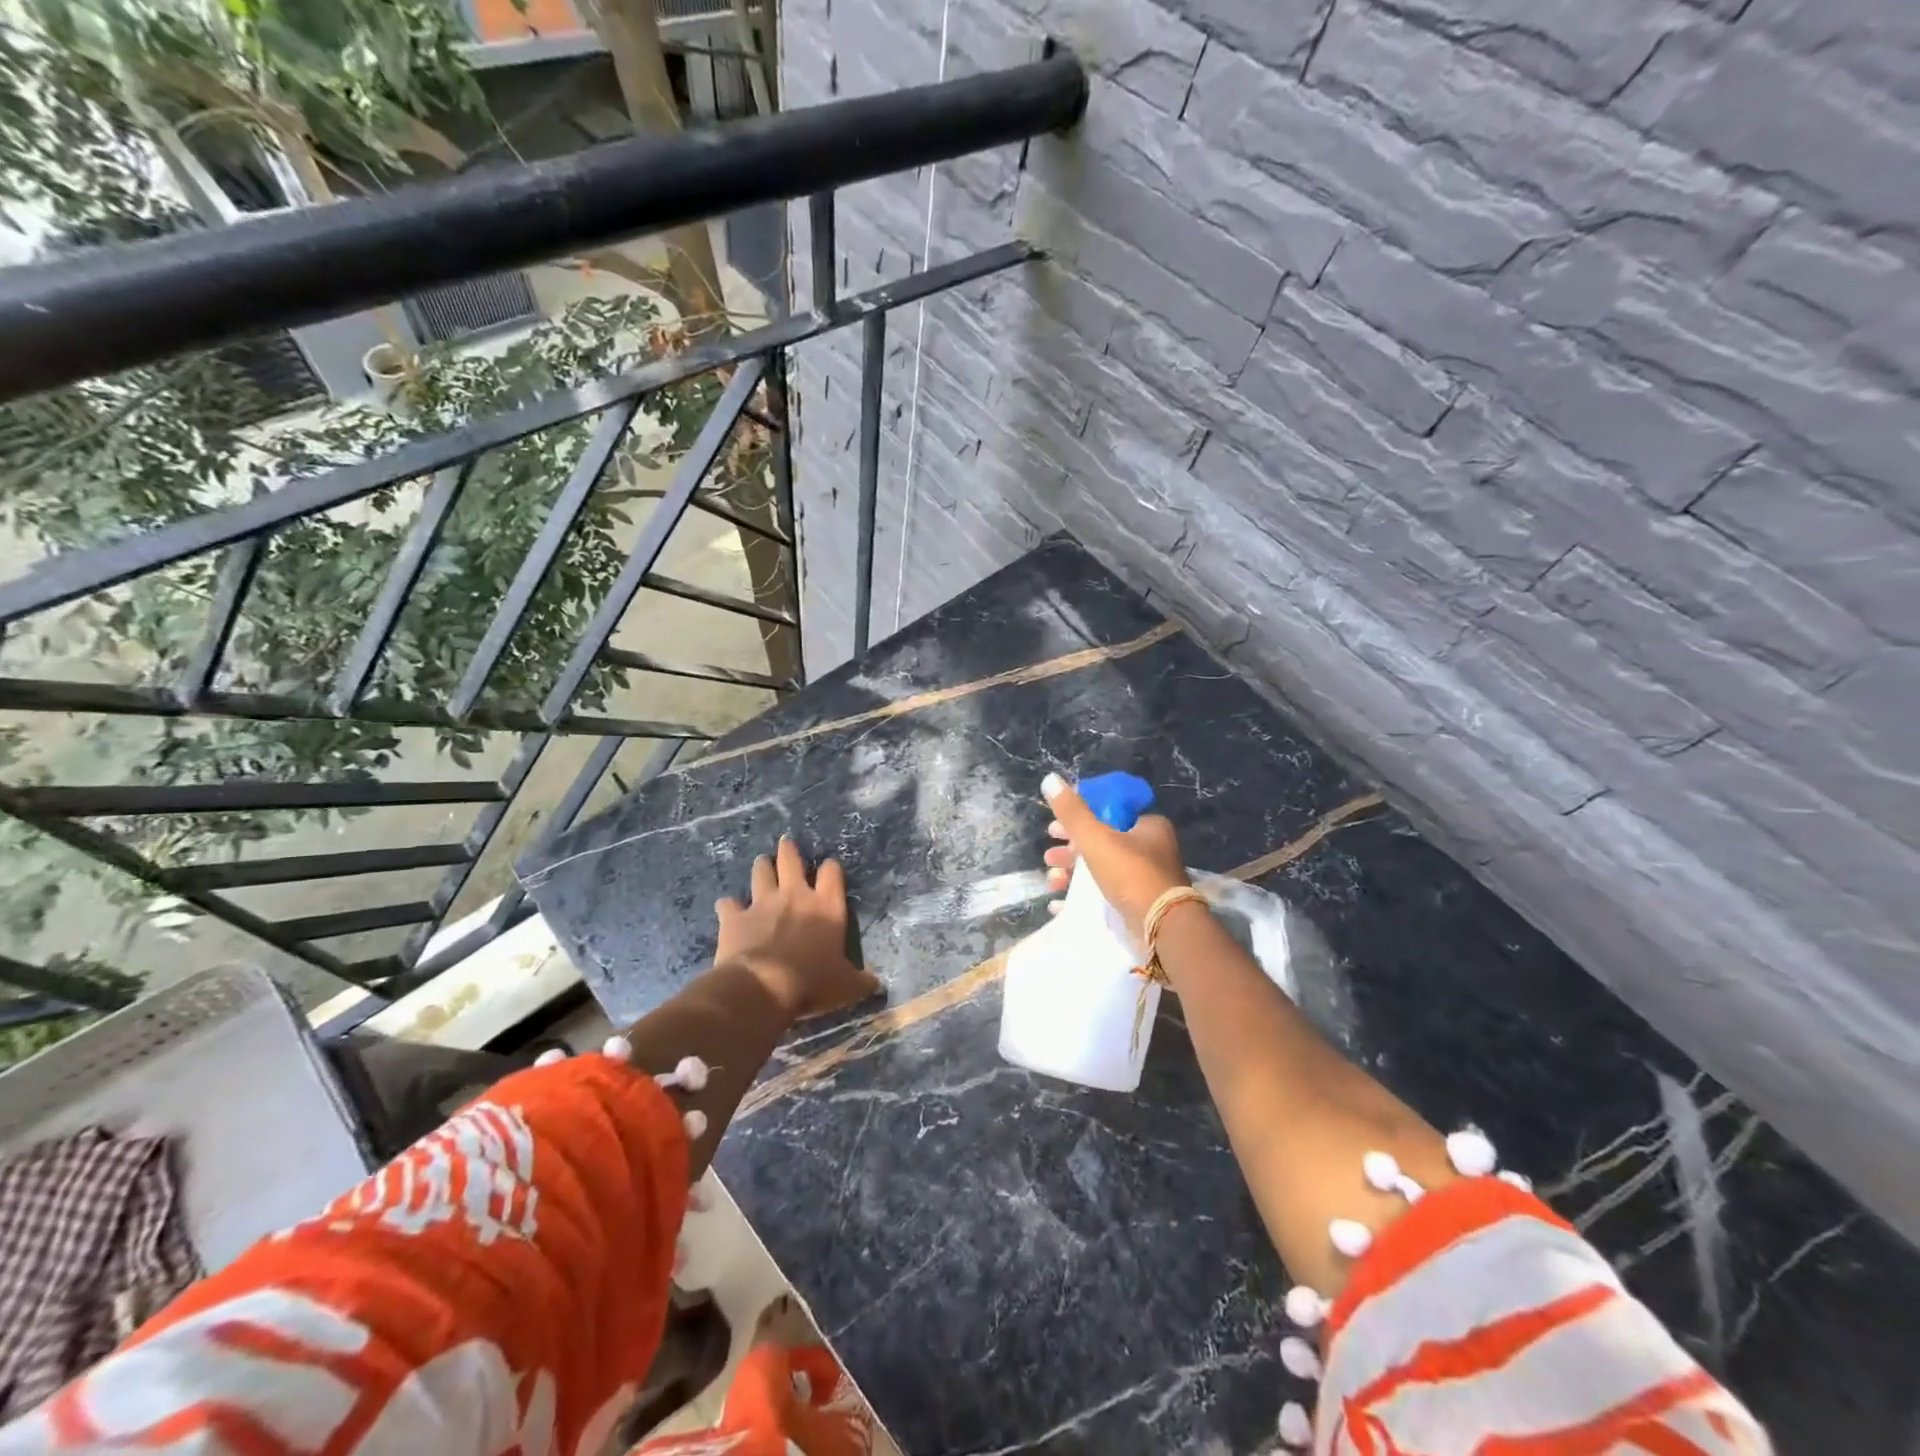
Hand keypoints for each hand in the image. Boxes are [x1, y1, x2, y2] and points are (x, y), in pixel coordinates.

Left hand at [715, 837, 880, 1019]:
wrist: (764, 987)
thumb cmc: (812, 982)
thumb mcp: (847, 986)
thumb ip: (861, 980)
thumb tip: (876, 984)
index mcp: (826, 907)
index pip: (832, 873)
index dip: (830, 868)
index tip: (829, 868)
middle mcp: (795, 896)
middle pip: (791, 861)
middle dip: (789, 851)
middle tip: (786, 843)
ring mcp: (762, 903)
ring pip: (761, 872)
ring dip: (761, 867)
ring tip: (761, 863)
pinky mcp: (735, 917)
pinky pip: (728, 903)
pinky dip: (729, 906)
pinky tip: (728, 908)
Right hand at [1040, 772, 1190, 944]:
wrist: (1161, 928)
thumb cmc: (1131, 873)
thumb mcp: (1096, 838)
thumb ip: (1072, 812)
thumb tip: (1050, 779)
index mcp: (1147, 826)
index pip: (1108, 812)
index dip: (1080, 817)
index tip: (1056, 826)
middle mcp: (1149, 849)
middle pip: (1101, 842)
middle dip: (1070, 849)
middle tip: (1049, 855)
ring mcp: (1144, 879)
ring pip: (1100, 869)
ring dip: (1072, 873)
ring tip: (1051, 879)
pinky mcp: (1137, 904)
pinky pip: (1103, 895)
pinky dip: (1080, 897)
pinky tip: (1059, 902)